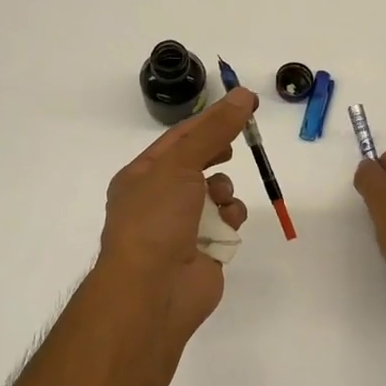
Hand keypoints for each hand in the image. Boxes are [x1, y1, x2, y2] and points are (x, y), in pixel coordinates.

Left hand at [97, 87, 254, 349]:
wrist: (153, 290)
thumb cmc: (156, 219)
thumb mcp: (181, 164)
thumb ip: (214, 130)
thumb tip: (242, 95)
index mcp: (141, 175)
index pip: (179, 137)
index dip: (211, 118)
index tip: (244, 102)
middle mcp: (159, 199)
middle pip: (197, 164)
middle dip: (218, 154)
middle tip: (240, 141)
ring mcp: (181, 227)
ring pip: (215, 195)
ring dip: (224, 192)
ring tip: (219, 200)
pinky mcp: (204, 251)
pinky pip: (226, 224)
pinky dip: (230, 220)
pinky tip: (226, 226)